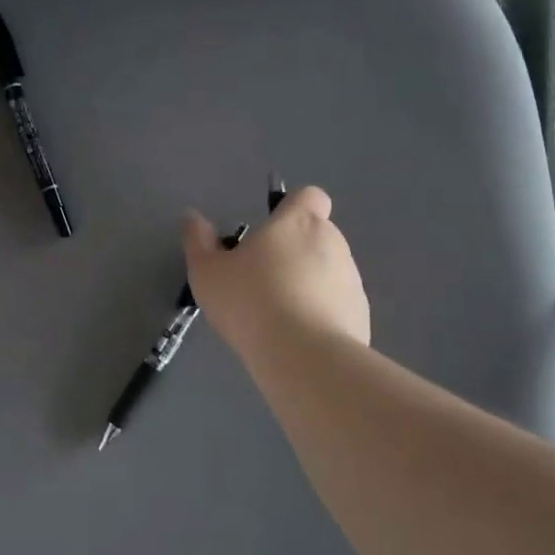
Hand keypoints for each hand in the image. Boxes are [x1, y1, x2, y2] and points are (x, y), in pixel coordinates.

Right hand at [183, 185, 369, 359]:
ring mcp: (351, 279)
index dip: (292, 207)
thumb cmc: (250, 302)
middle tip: (261, 278)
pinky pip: (337, 305)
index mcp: (298, 222)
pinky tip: (297, 338)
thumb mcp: (208, 273)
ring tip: (277, 314)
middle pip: (316, 234)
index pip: (309, 196)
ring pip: (327, 271)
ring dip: (307, 283)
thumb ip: (199, 241)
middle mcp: (332, 242)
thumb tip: (193, 218)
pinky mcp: (360, 314)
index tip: (271, 230)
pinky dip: (321, 314)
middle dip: (293, 250)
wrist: (304, 357)